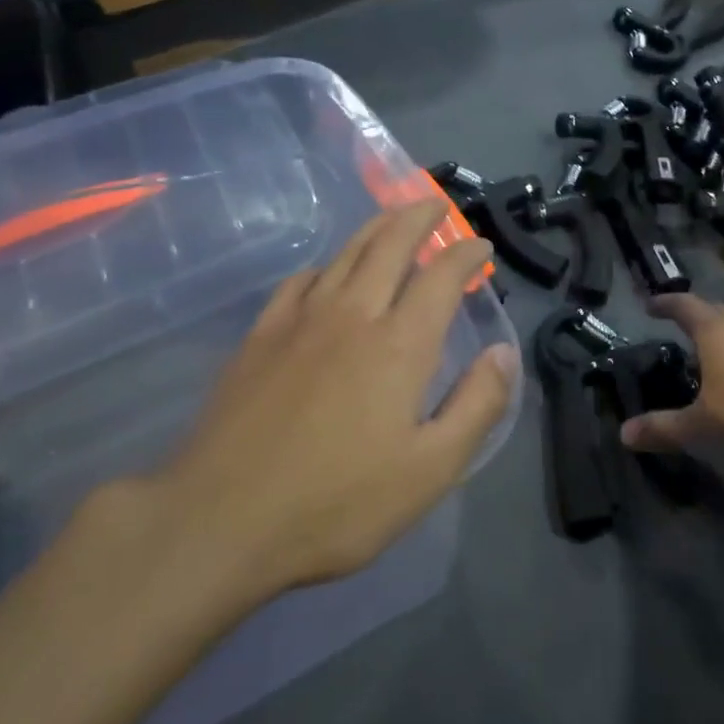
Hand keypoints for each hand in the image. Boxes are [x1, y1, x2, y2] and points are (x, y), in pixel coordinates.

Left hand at [152, 200, 515, 598]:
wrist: (220, 518)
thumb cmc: (336, 503)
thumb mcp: (428, 472)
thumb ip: (476, 406)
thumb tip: (503, 352)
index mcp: (399, 344)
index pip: (441, 276)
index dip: (465, 253)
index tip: (480, 246)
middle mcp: (353, 314)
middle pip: (390, 244)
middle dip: (418, 217)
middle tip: (435, 205)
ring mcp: (300, 319)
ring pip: (346, 253)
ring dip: (375, 228)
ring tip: (392, 218)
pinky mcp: (260, 334)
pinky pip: (301, 280)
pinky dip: (326, 265)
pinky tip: (326, 274)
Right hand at [619, 294, 723, 476]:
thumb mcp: (700, 428)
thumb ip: (662, 428)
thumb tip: (623, 434)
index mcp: (714, 332)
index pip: (683, 304)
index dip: (664, 303)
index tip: (647, 306)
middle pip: (710, 309)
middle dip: (689, 312)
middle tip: (670, 322)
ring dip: (713, 329)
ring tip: (696, 346)